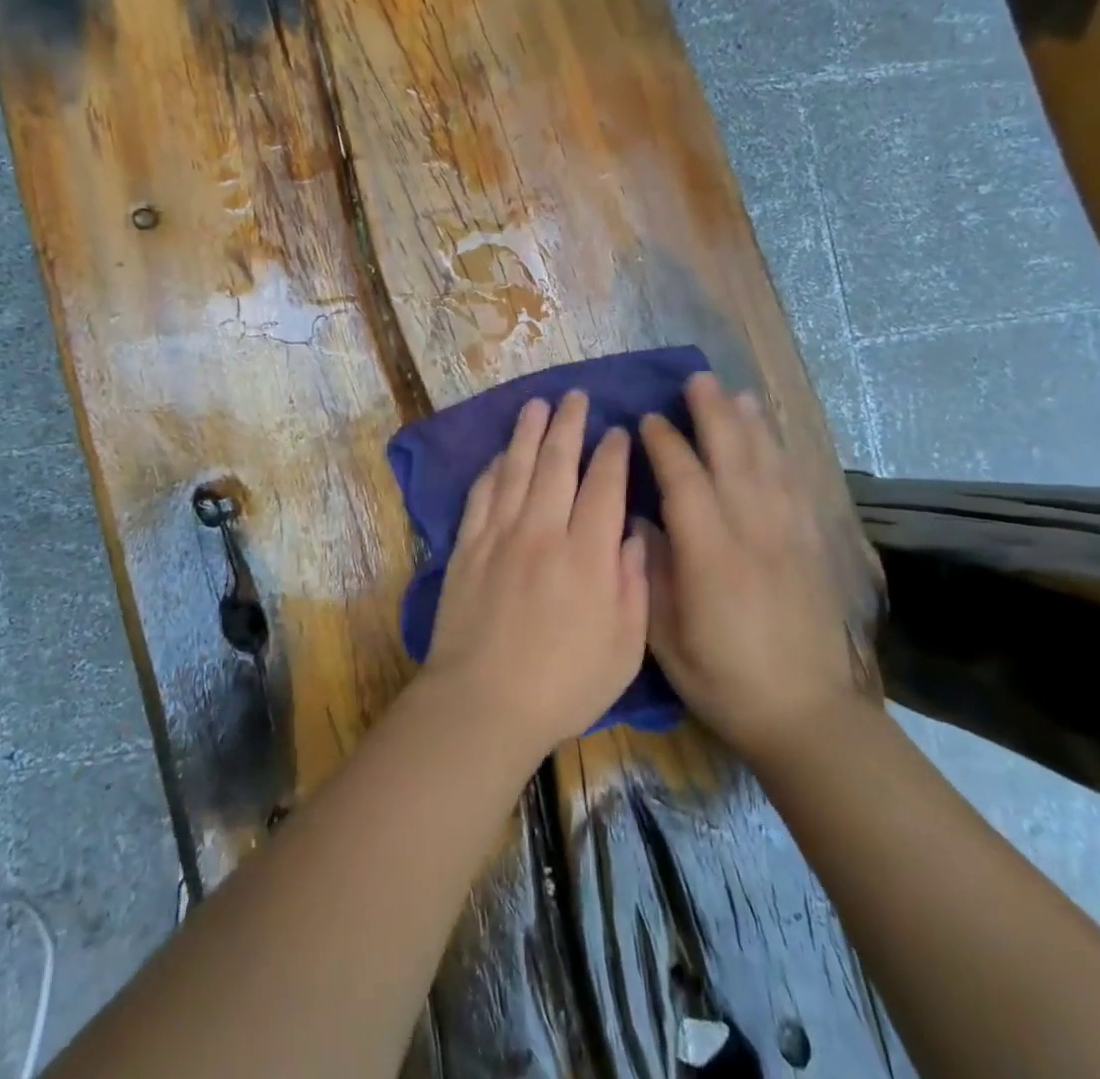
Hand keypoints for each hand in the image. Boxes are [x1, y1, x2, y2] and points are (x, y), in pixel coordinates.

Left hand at [422, 391, 649, 761]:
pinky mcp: (466, 547)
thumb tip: (632, 535)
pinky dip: (491, 470)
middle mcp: (542, 532)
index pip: (604, 486)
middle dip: (569, 425)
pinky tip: (498, 456)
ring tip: (536, 404)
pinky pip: (480, 495)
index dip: (612, 454)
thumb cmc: (563, 685)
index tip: (617, 432)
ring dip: (527, 433)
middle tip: (576, 397)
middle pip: (557, 463)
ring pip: (515, 469)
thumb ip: (633, 585)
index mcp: (587, 555)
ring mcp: (499, 535)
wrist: (482, 703)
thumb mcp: (624, 649)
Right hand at [638, 373, 868, 760]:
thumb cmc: (724, 680)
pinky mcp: (811, 546)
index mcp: (711, 556)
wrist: (806, 714)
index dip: (665, 445)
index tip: (647, 420)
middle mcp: (753, 533)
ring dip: (750, 424)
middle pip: (732, 457)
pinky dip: (782, 454)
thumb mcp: (666, 638)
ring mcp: (789, 536)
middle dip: (713, 414)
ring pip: (768, 464)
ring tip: (735, 393)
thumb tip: (640, 521)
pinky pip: (796, 486)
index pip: (685, 481)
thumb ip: (651, 573)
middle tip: (697, 380)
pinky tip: (773, 439)